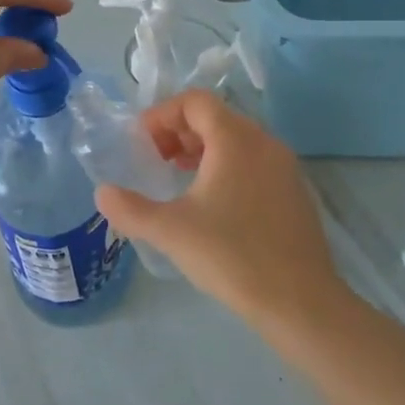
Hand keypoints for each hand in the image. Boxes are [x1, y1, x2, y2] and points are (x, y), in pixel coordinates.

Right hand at [95, 90, 342, 327]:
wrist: (301, 303)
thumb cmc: (232, 256)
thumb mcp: (171, 232)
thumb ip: (130, 209)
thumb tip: (103, 193)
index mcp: (236, 140)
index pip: (195, 101)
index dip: (162, 114)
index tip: (142, 144)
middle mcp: (264, 143)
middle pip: (216, 116)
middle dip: (179, 131)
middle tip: (156, 160)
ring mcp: (285, 168)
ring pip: (237, 139)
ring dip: (203, 148)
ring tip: (179, 177)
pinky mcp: (295, 193)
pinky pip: (254, 161)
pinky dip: (227, 166)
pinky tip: (214, 204)